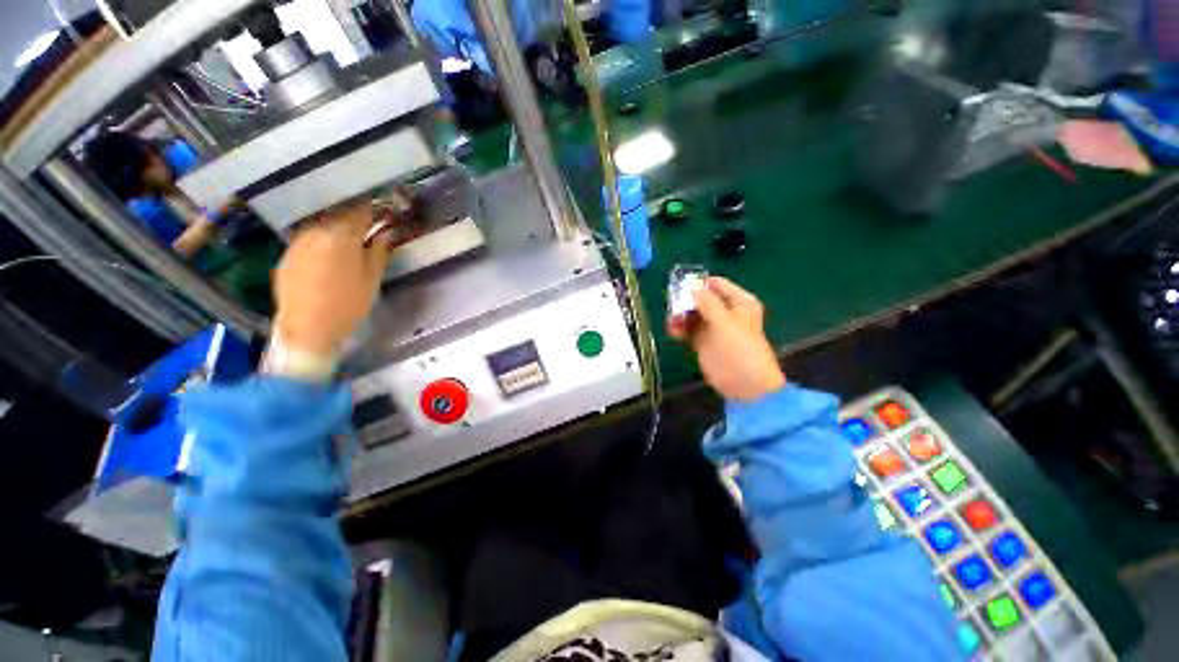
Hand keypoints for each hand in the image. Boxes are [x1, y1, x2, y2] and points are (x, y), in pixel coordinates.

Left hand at [272, 200, 394, 359]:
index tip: (382, 214)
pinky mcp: (287, 255)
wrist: (307, 327)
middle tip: (369, 230)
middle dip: (355, 221)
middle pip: (339, 218)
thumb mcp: (372, 279)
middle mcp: (317, 232)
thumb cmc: (348, 304)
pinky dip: (322, 243)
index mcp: (341, 237)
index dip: (373, 210)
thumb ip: (379, 251)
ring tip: (349, 244)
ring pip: (323, 228)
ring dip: (337, 231)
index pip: (359, 212)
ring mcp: (298, 243)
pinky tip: (329, 258)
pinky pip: (309, 241)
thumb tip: (386, 233)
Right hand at [669, 277, 785, 401]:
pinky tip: (672, 331)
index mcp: (739, 302)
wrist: (744, 384)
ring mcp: (713, 327)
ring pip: (692, 313)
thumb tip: (692, 287)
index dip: (698, 284)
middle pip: (701, 298)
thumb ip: (707, 303)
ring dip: (680, 315)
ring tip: (671, 321)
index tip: (680, 287)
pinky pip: (688, 329)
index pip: (716, 284)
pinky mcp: (702, 341)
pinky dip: (679, 328)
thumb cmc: (739, 349)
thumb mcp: (724, 322)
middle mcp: (725, 311)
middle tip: (672, 305)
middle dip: (685, 301)